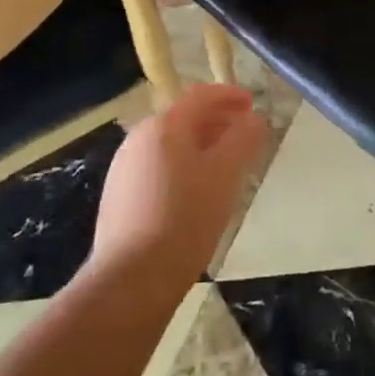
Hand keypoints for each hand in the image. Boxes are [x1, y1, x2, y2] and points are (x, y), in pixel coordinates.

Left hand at [91, 84, 267, 291]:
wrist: (132, 279)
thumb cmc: (185, 219)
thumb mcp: (224, 176)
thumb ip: (243, 140)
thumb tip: (255, 119)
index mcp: (164, 126)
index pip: (200, 96)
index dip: (229, 95)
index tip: (253, 104)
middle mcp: (139, 138)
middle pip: (184, 117)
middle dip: (217, 120)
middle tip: (244, 134)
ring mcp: (125, 167)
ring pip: (170, 144)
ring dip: (201, 144)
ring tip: (226, 164)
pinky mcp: (119, 195)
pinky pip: (158, 166)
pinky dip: (183, 165)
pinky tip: (197, 191)